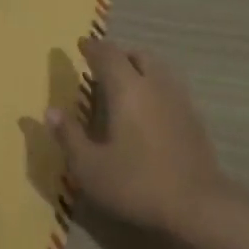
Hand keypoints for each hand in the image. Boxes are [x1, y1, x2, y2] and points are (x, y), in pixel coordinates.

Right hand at [47, 37, 235, 241]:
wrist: (198, 205)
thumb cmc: (136, 183)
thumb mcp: (90, 167)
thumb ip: (69, 136)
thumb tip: (50, 111)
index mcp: (127, 89)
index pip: (108, 55)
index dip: (93, 47)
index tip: (82, 44)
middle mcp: (155, 85)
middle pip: (137, 56)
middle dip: (118, 55)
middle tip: (102, 66)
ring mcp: (179, 99)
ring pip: (157, 69)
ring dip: (139, 68)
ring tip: (125, 86)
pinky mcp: (194, 117)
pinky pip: (170, 87)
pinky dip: (154, 87)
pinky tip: (148, 110)